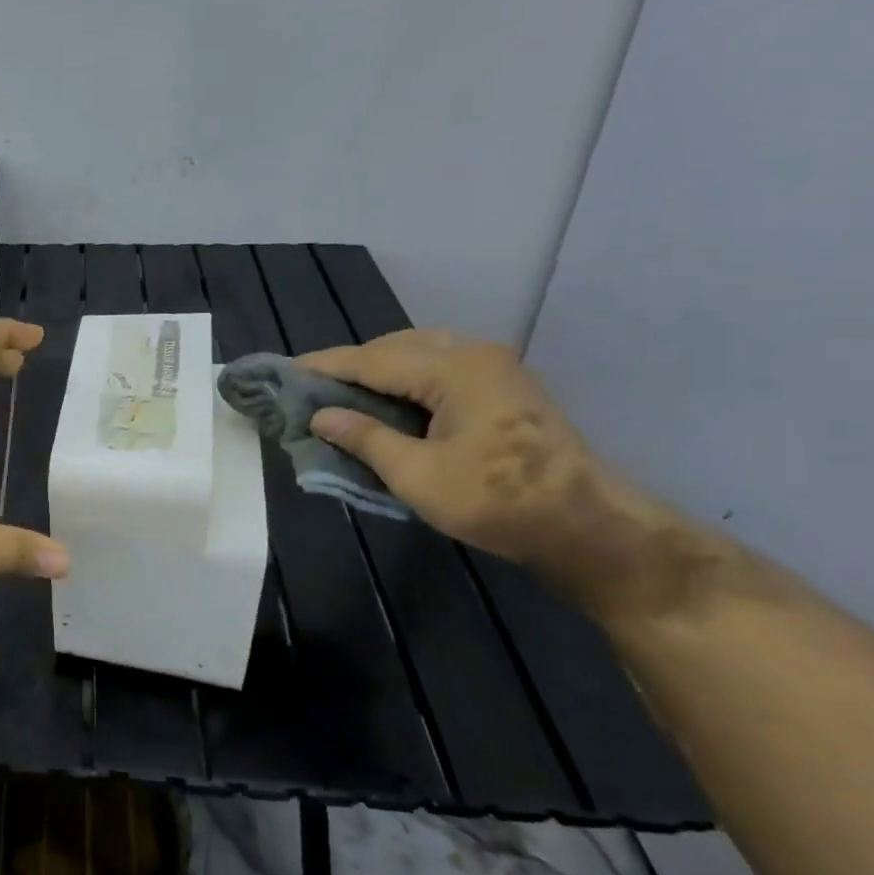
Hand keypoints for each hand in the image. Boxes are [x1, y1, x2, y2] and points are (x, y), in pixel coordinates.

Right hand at [295, 331, 631, 571]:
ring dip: (380, 369)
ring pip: (421, 353)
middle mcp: (476, 355)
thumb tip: (321, 416)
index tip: (286, 370)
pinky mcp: (506, 387)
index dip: (326, 366)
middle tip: (313, 386)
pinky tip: (390, 399)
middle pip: (397, 347)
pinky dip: (407, 377)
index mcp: (455, 370)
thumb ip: (365, 438)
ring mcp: (497, 368)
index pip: (373, 360)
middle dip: (352, 364)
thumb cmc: (497, 501)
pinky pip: (441, 366)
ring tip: (345, 392)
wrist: (587, 527)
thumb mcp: (417, 475)